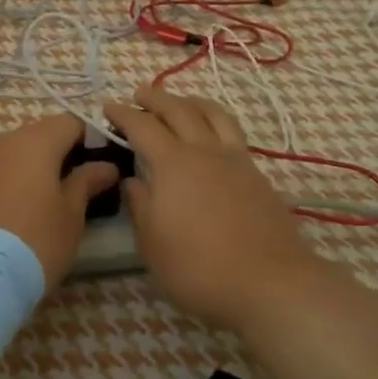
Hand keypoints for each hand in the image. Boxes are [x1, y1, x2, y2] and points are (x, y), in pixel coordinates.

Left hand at [0, 114, 120, 287]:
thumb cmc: (37, 238)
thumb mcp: (72, 213)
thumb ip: (88, 181)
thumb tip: (105, 166)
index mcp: (35, 140)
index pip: (72, 122)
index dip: (93, 139)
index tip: (105, 165)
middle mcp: (5, 141)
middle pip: (44, 134)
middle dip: (66, 153)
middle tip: (85, 184)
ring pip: (21, 152)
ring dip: (40, 167)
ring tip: (57, 198)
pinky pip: (3, 170)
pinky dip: (19, 179)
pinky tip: (29, 207)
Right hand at [104, 87, 325, 332]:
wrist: (270, 284)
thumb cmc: (198, 268)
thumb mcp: (152, 243)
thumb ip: (139, 205)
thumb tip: (132, 180)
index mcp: (173, 164)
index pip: (142, 126)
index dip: (123, 114)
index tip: (107, 107)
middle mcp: (205, 151)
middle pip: (179, 109)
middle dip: (155, 98)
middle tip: (139, 95)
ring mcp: (236, 160)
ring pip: (213, 114)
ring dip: (191, 101)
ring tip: (180, 102)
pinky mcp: (258, 175)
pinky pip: (233, 132)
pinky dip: (215, 121)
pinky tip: (212, 136)